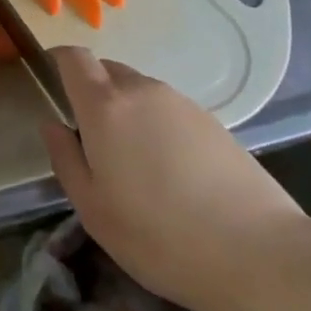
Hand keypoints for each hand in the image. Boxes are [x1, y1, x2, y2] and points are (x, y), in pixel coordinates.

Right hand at [41, 48, 310, 310]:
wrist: (258, 253)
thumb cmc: (159, 236)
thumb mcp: (93, 208)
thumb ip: (65, 158)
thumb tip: (52, 124)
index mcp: (106, 106)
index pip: (75, 58)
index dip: (59, 62)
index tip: (52, 83)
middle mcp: (143, 91)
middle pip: (108, 71)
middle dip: (92, 92)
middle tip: (91, 140)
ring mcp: (183, 103)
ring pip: (140, 92)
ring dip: (127, 111)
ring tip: (134, 164)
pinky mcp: (214, 122)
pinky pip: (169, 110)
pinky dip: (157, 126)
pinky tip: (171, 173)